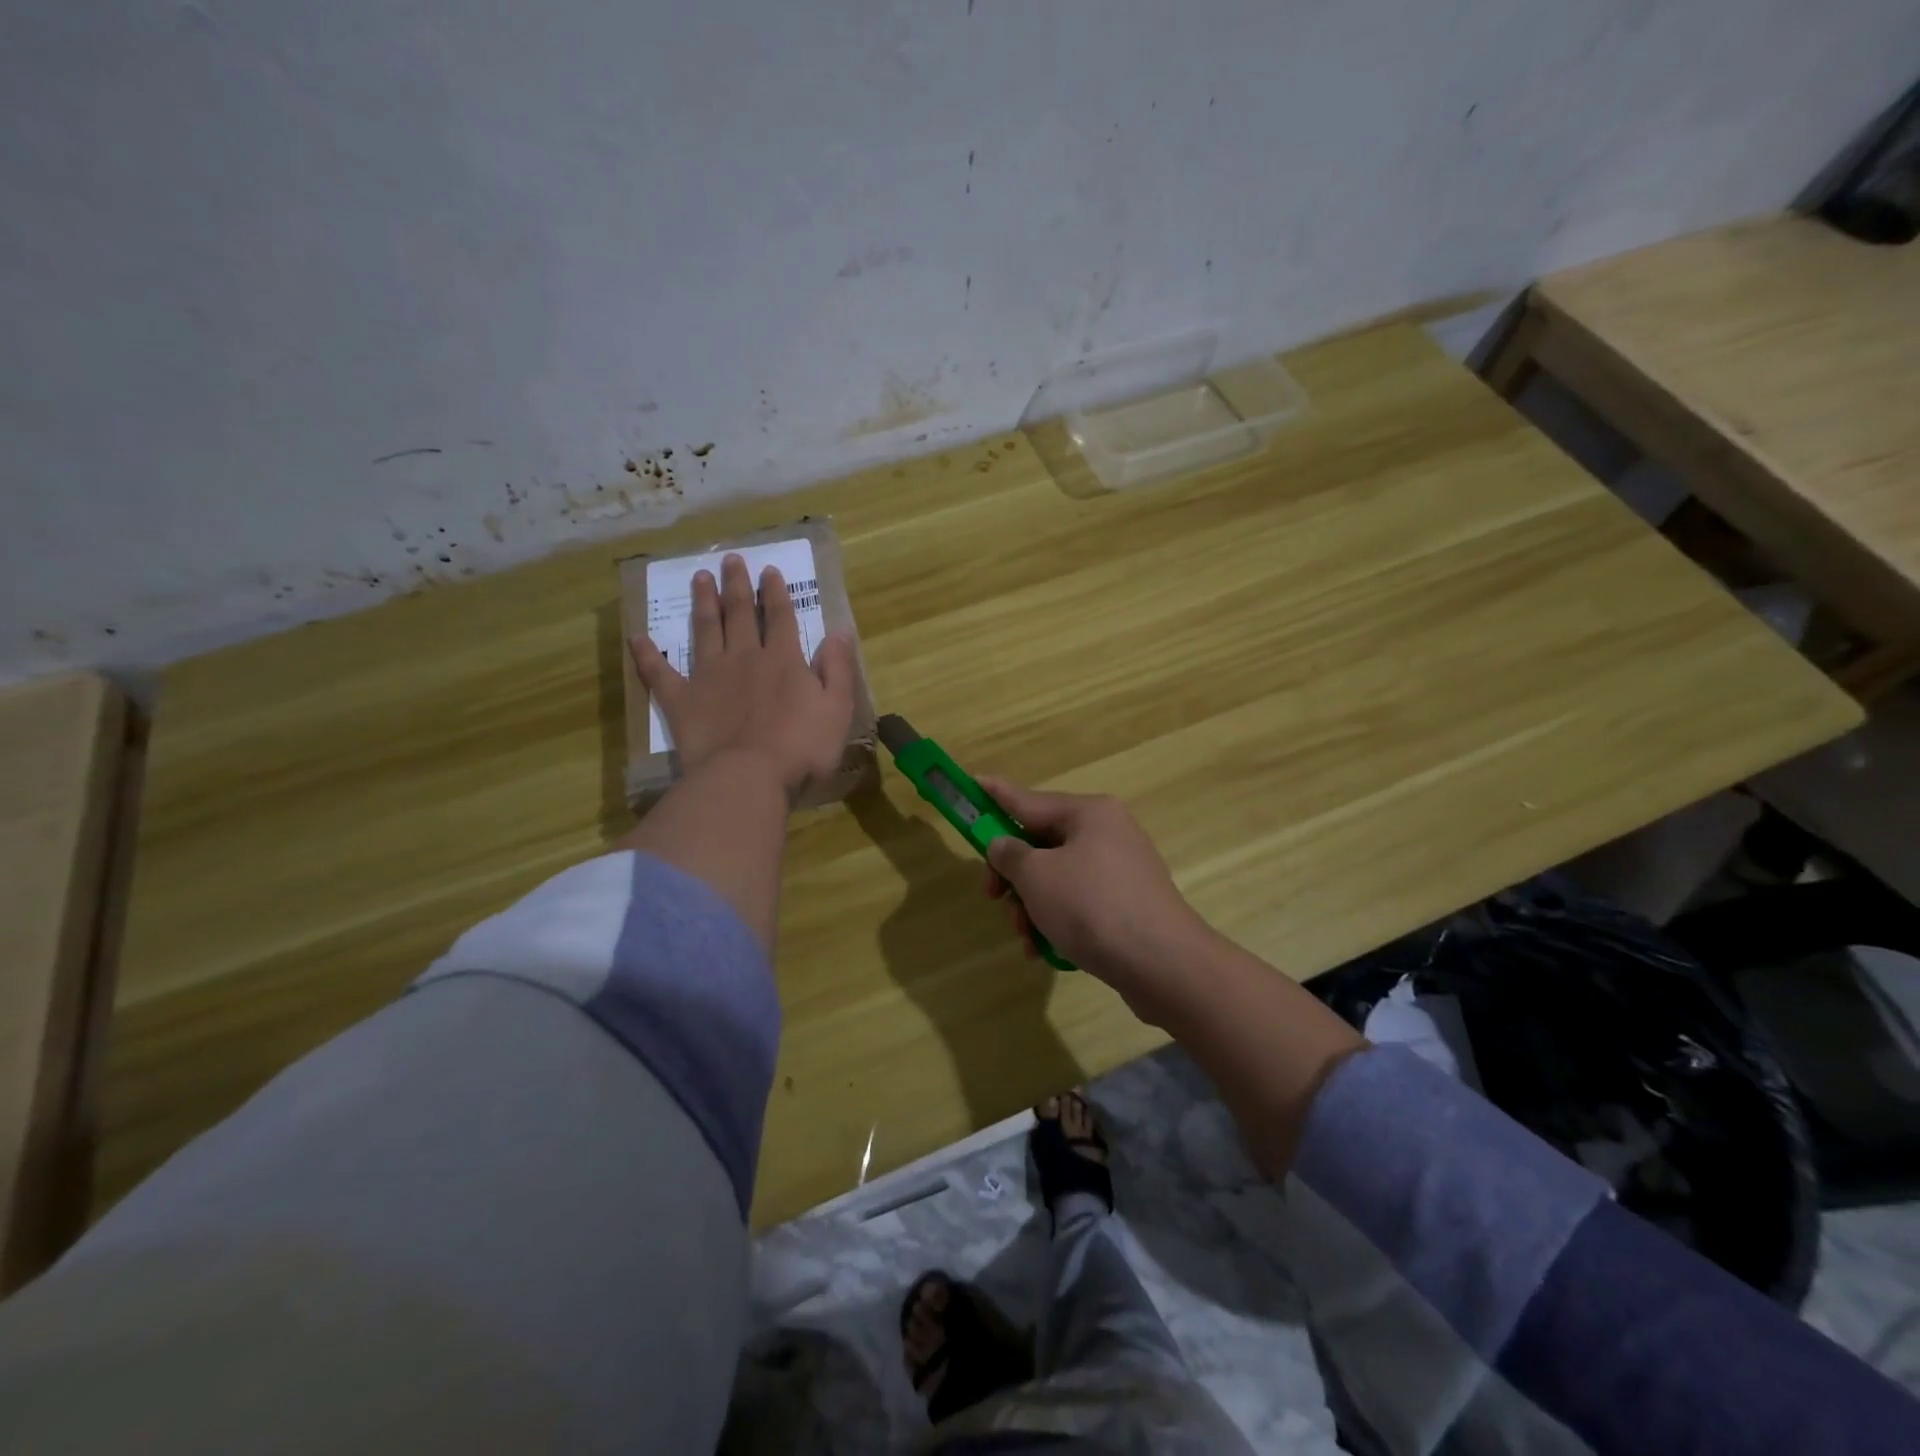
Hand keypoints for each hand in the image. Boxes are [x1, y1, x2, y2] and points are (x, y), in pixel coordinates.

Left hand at [631, 553, 856, 797]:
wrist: (748, 777)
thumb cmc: (801, 747)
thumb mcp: (837, 708)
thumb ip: (837, 667)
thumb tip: (841, 629)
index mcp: (783, 659)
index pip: (779, 616)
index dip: (775, 592)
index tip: (768, 569)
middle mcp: (744, 658)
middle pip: (739, 614)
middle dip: (736, 585)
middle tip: (730, 559)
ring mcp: (708, 676)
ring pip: (704, 630)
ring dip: (703, 602)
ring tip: (699, 578)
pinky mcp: (681, 701)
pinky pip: (659, 673)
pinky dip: (647, 655)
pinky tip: (637, 638)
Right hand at [978, 777, 1213, 1023]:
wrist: (1163, 964)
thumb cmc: (1092, 907)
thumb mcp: (1037, 876)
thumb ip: (1010, 855)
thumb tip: (1003, 845)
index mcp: (1090, 813)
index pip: (1030, 799)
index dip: (996, 795)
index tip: (973, 781)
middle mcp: (1108, 833)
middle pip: (1043, 843)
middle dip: (1014, 875)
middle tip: (992, 897)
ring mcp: (1121, 870)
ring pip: (1058, 878)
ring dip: (1032, 906)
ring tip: (1025, 938)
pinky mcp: (1127, 904)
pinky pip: (1079, 903)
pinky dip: (1057, 921)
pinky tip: (1044, 950)